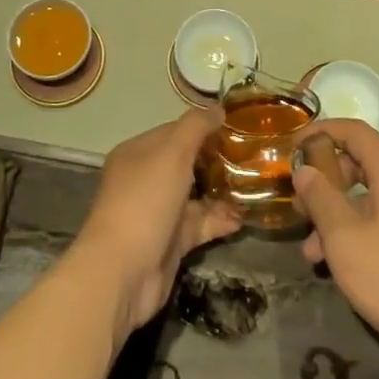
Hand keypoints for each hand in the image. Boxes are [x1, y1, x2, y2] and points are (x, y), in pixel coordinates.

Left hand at [71, 107, 242, 342]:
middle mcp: (146, 179)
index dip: (204, 128)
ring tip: (256, 185)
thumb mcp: (172, 153)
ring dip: (223, 191)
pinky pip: (200, 224)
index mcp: (139, 152)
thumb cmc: (145, 201)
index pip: (175, 131)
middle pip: (187, 163)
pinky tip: (245, 216)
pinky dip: (221, 220)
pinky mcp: (171, 241)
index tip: (237, 128)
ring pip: (196, 194)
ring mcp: (158, 211)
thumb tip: (218, 108)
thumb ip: (196, 127)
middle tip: (253, 157)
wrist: (123, 271)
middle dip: (217, 160)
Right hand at [291, 119, 378, 378]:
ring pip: (371, 197)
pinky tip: (341, 265)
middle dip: (325, 182)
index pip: (352, 130)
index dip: (320, 132)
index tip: (291, 148)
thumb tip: (305, 170)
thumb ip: (321, 199)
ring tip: (311, 253)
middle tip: (299, 207)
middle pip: (361, 163)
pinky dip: (360, 231)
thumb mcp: (345, 238)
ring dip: (338, 216)